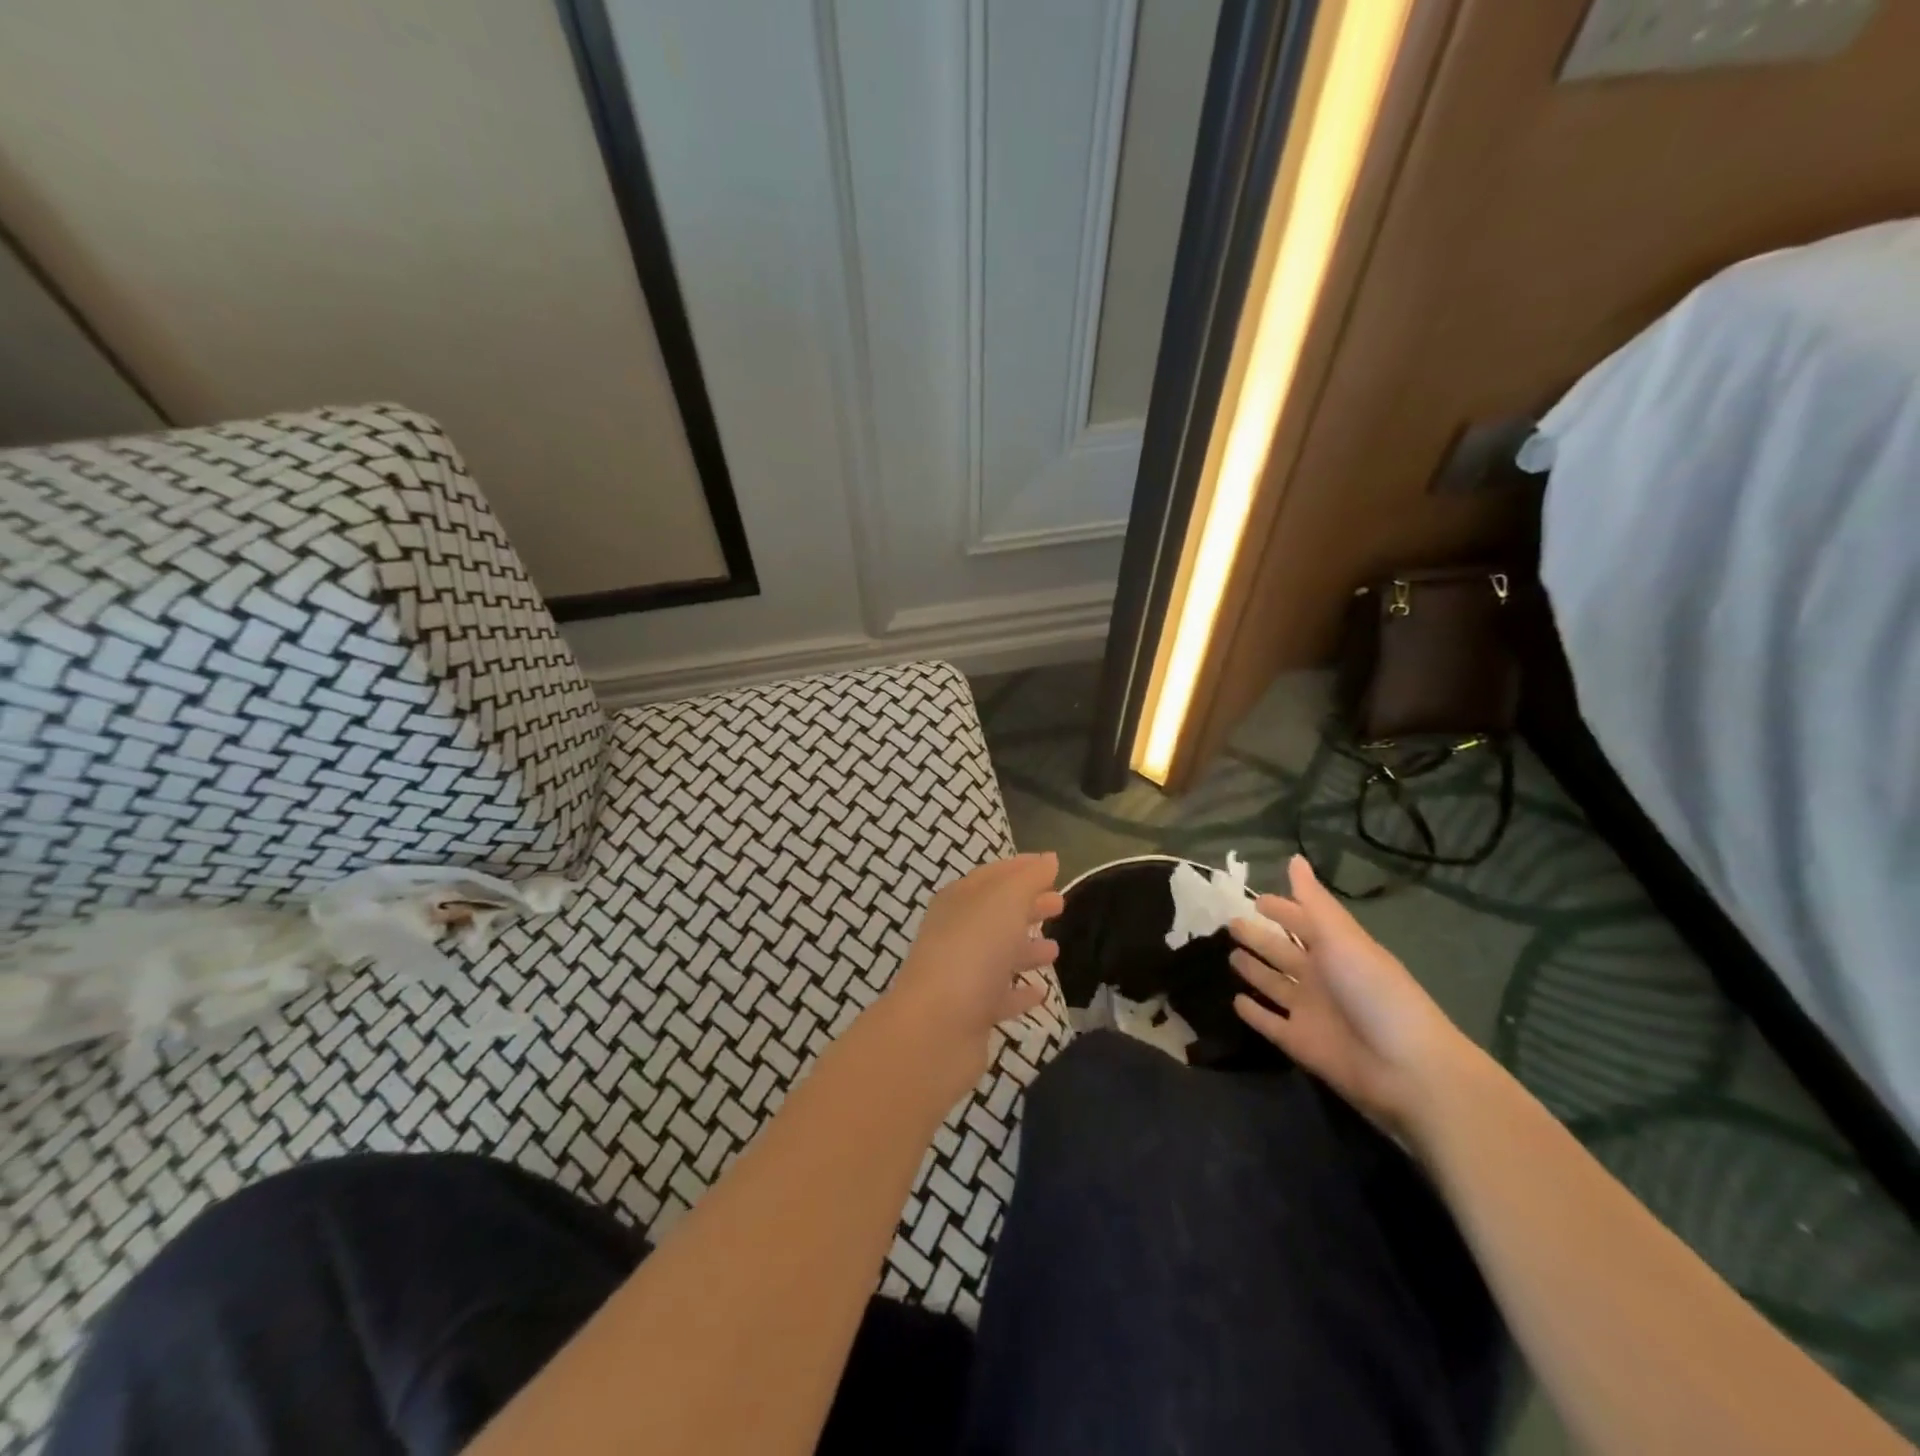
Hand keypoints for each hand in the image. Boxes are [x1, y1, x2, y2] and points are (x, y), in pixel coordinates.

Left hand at [878, 853, 1063, 1104]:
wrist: (937, 1027)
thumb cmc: (972, 951)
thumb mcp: (1004, 901)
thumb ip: (1028, 879)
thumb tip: (1049, 858)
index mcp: (958, 901)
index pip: (992, 876)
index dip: (1021, 868)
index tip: (1051, 867)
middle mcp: (956, 933)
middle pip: (996, 914)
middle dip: (1027, 906)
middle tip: (1060, 904)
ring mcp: (961, 974)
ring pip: (998, 954)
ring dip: (1025, 949)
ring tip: (1055, 949)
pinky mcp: (971, 1014)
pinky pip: (999, 996)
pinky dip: (1019, 992)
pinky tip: (1040, 992)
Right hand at [1228, 855, 1475, 1137]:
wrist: (1404, 1067)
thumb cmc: (1373, 991)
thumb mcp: (1343, 938)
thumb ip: (1314, 902)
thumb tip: (1295, 858)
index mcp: (1336, 949)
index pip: (1303, 922)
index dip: (1282, 909)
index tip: (1255, 899)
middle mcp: (1321, 976)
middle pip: (1283, 952)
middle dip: (1259, 937)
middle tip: (1230, 924)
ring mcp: (1310, 1011)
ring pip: (1274, 984)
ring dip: (1254, 971)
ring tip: (1230, 957)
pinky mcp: (1299, 1042)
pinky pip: (1270, 1023)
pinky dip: (1254, 1013)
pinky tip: (1235, 1001)